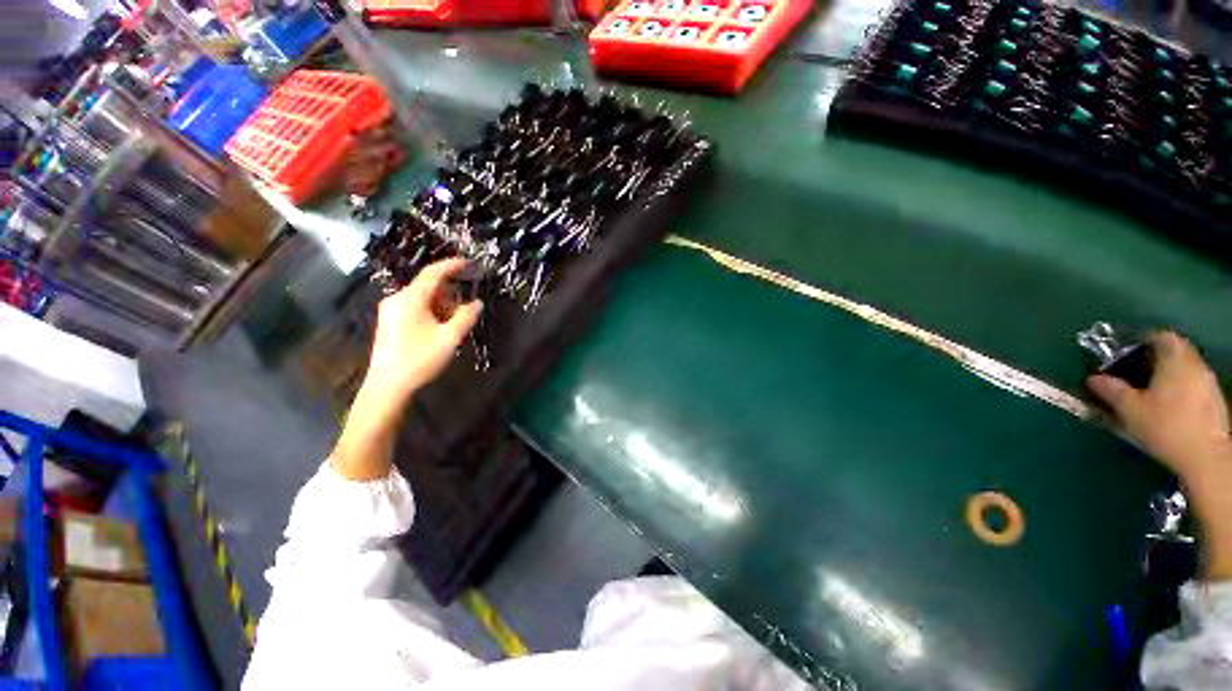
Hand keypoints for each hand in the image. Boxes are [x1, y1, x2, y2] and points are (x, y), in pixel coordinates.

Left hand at [365, 257, 481, 406]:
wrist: (387, 386)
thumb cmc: (419, 360)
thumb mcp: (450, 338)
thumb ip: (466, 317)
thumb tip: (477, 303)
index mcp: (410, 299)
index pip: (433, 273)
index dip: (452, 265)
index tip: (470, 263)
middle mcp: (397, 299)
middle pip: (428, 286)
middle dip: (450, 293)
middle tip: (467, 308)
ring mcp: (391, 311)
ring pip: (422, 298)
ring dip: (442, 304)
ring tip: (456, 323)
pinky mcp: (390, 322)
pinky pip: (415, 307)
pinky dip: (432, 311)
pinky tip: (440, 327)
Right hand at [1087, 331, 1230, 479]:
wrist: (1206, 457)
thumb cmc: (1165, 426)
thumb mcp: (1129, 409)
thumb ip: (1110, 390)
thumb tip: (1093, 379)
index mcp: (1175, 358)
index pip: (1160, 336)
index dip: (1142, 341)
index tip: (1125, 353)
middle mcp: (1195, 364)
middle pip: (1174, 352)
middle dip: (1154, 360)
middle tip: (1133, 373)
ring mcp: (1208, 383)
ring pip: (1184, 369)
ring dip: (1167, 375)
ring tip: (1148, 393)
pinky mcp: (1214, 401)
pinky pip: (1193, 385)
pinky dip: (1179, 389)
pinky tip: (1168, 407)